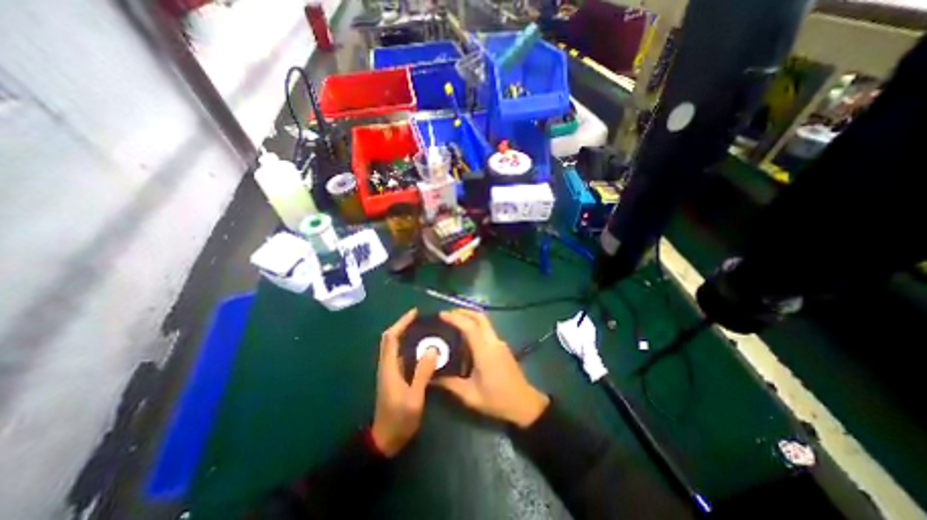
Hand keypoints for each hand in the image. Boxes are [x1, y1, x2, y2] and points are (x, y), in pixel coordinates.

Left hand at [372, 311, 438, 455]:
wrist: (385, 440)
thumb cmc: (399, 419)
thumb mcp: (414, 397)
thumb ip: (422, 373)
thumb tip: (432, 349)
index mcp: (389, 367)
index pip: (391, 338)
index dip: (401, 323)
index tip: (414, 313)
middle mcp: (387, 365)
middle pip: (390, 339)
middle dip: (403, 326)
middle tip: (421, 319)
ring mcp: (390, 371)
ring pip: (395, 346)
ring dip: (406, 335)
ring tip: (424, 329)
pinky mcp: (394, 377)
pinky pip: (401, 355)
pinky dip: (409, 347)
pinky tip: (423, 349)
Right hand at [438, 309, 548, 426]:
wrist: (524, 404)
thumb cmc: (497, 399)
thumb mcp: (470, 395)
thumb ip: (450, 384)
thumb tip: (431, 378)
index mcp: (485, 350)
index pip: (469, 326)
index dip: (455, 318)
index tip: (441, 315)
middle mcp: (493, 341)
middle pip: (480, 317)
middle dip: (463, 312)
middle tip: (447, 314)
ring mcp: (499, 342)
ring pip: (484, 321)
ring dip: (470, 317)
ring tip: (454, 322)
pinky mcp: (502, 346)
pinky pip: (487, 329)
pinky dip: (475, 325)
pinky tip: (466, 336)